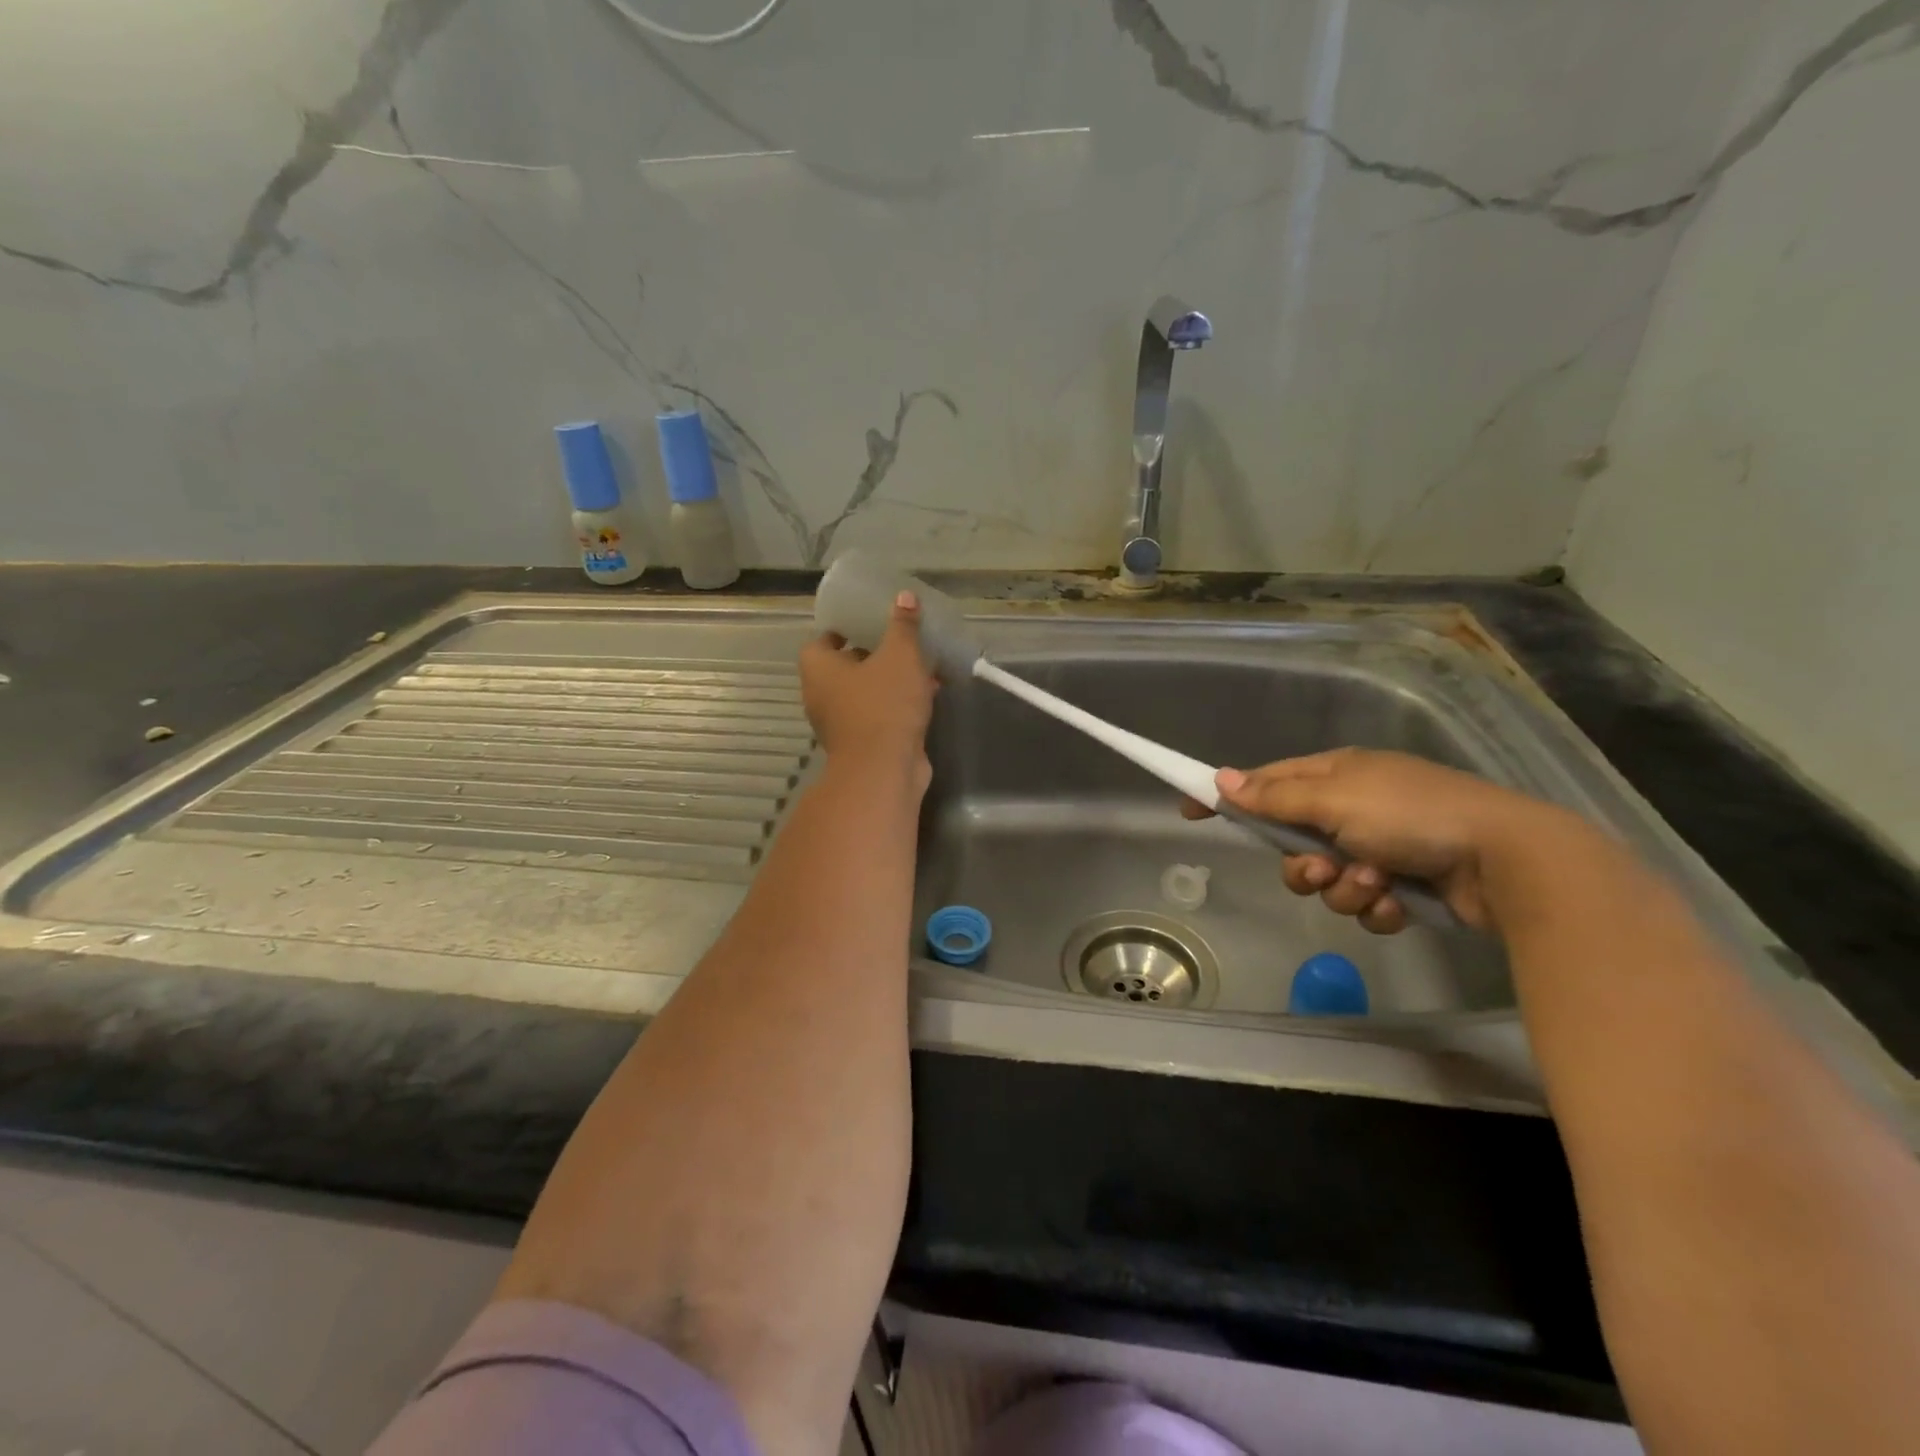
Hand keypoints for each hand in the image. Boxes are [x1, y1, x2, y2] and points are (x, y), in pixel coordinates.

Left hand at [799, 590, 936, 781]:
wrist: (884, 770)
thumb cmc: (884, 704)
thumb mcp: (900, 655)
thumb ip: (903, 625)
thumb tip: (904, 596)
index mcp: (818, 668)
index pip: (823, 639)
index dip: (845, 628)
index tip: (870, 621)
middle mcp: (821, 695)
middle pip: (845, 666)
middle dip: (873, 654)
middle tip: (900, 640)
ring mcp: (840, 722)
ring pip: (865, 692)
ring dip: (890, 681)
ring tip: (922, 666)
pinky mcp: (861, 743)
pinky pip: (878, 714)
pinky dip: (897, 704)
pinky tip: (928, 695)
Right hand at [1184, 748, 1568, 932]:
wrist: (1506, 862)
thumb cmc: (1411, 816)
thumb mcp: (1336, 799)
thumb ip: (1276, 795)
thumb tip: (1223, 778)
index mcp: (1337, 775)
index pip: (1266, 782)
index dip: (1229, 796)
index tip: (1189, 810)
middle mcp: (1355, 808)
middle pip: (1293, 842)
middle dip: (1302, 864)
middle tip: (1322, 868)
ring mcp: (1381, 846)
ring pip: (1326, 880)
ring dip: (1343, 889)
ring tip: (1375, 884)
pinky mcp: (1405, 885)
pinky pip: (1362, 903)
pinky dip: (1375, 906)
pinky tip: (1399, 902)